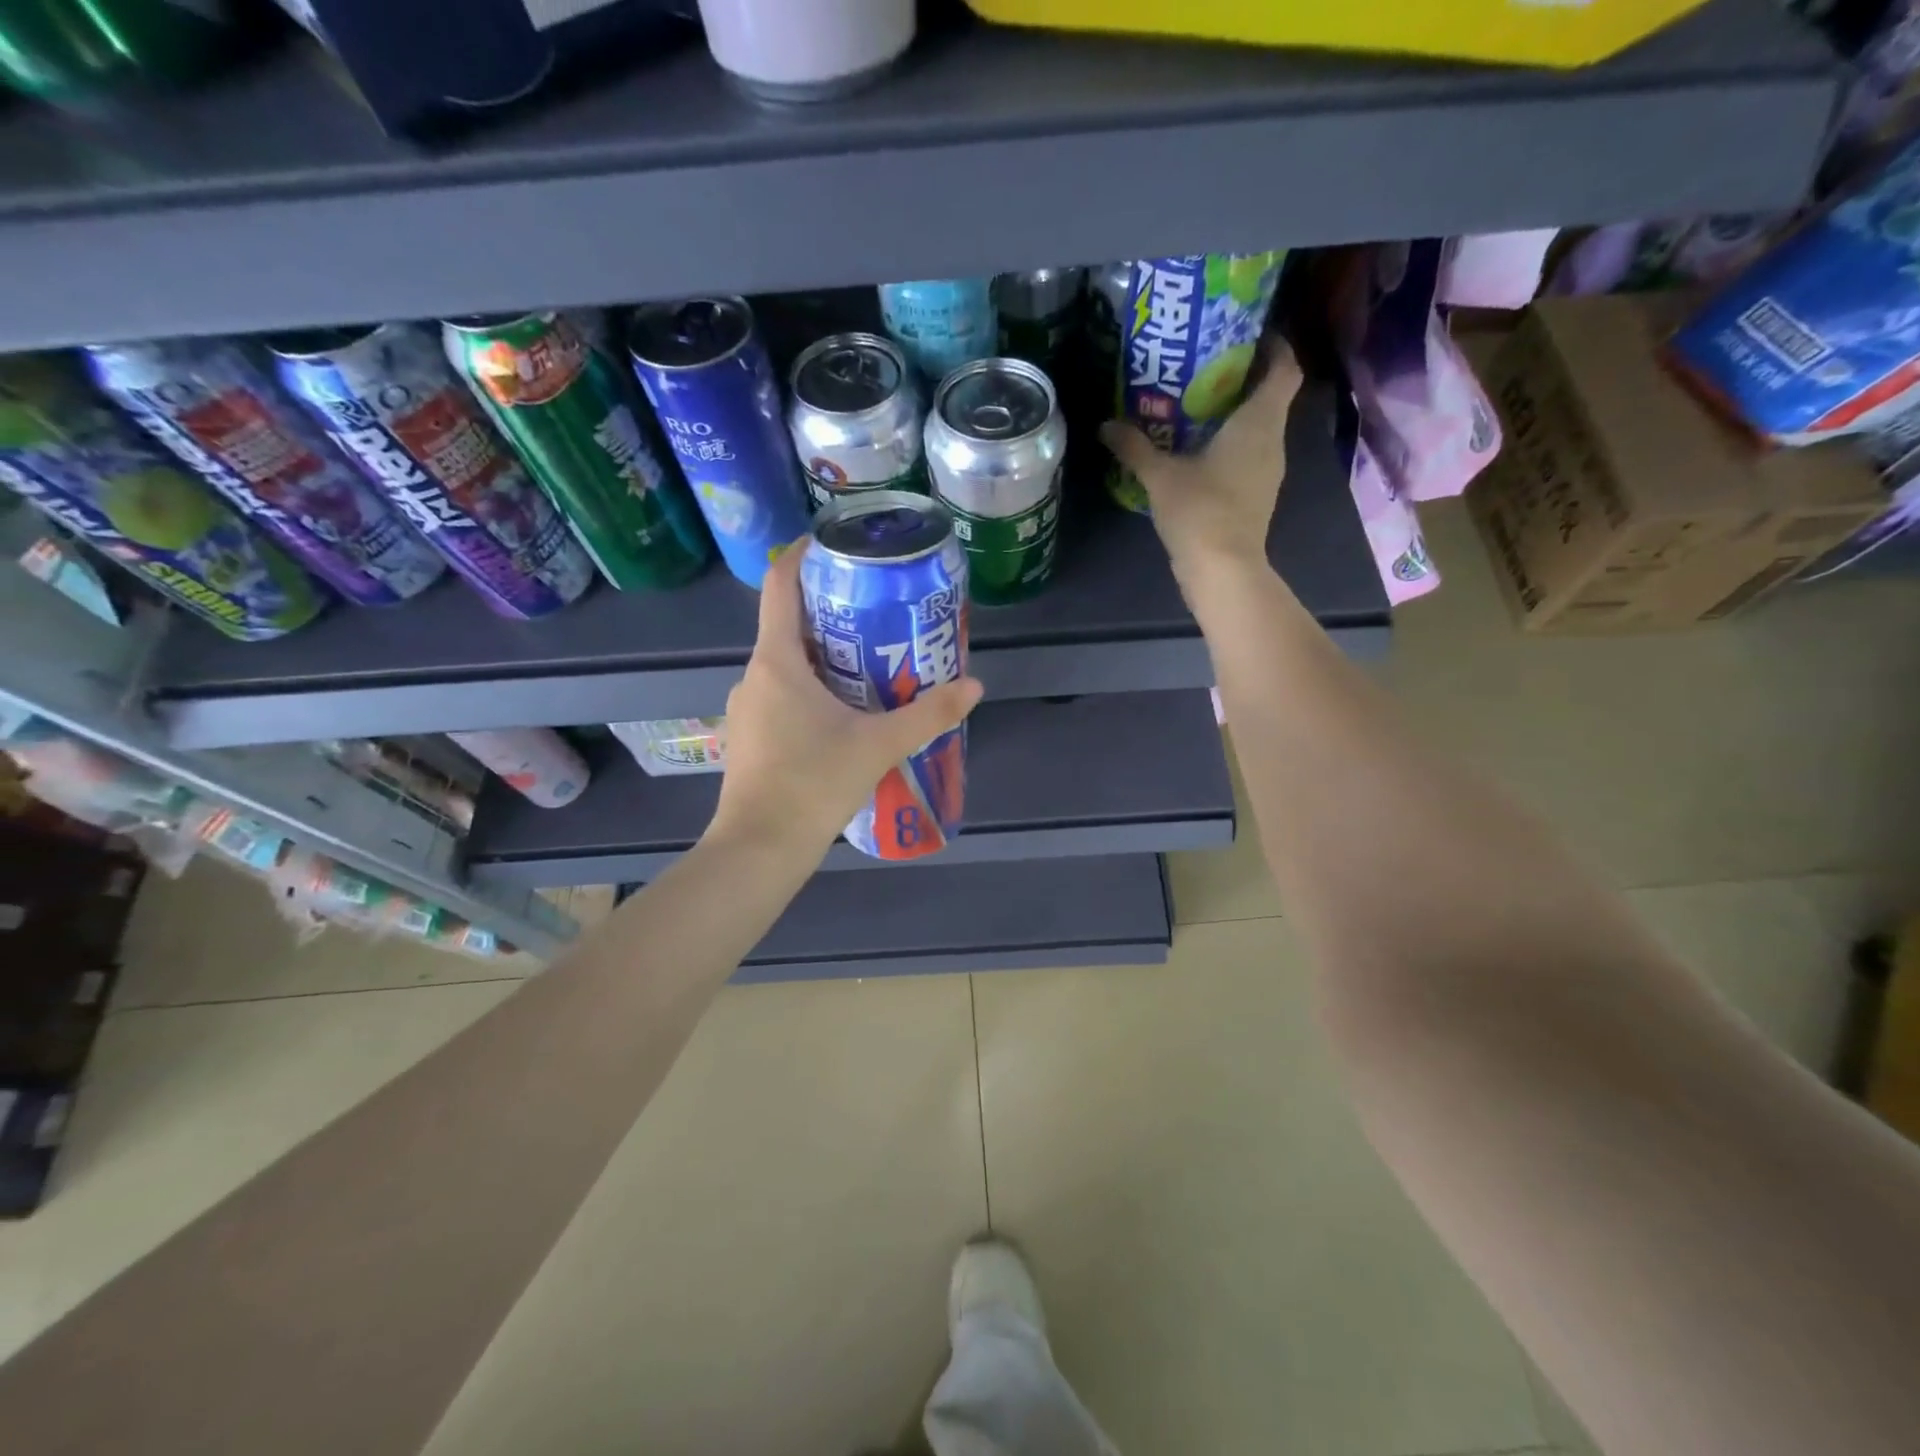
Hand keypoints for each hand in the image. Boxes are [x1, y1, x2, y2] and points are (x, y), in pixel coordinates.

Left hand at [710, 543, 984, 855]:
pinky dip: (812, 688)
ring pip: (787, 664)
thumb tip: (973, 686)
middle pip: (790, 625)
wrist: (759, 849)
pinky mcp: (752, 736)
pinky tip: (845, 712)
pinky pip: (782, 694)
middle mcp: (754, 676)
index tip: (835, 544)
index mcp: (777, 662)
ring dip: (825, 655)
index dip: (803, 556)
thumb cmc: (812, 784)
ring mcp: (747, 708)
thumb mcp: (878, 746)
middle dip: (832, 612)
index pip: (781, 587)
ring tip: (872, 661)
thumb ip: (928, 715)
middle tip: (879, 611)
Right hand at [1099, 344, 1302, 582]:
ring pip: (1258, 427)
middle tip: (1205, 366)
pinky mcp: (1256, 495)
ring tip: (1195, 405)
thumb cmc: (1200, 511)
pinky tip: (1197, 449)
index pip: (1284, 368)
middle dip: (1243, 377)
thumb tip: (1105, 425)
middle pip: (1270, 396)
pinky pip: (1248, 454)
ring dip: (1234, 413)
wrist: (1223, 569)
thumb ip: (1134, 447)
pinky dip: (1229, 444)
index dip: (1275, 346)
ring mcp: (1267, 470)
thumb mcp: (1160, 475)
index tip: (1249, 334)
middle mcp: (1271, 440)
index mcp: (1258, 421)